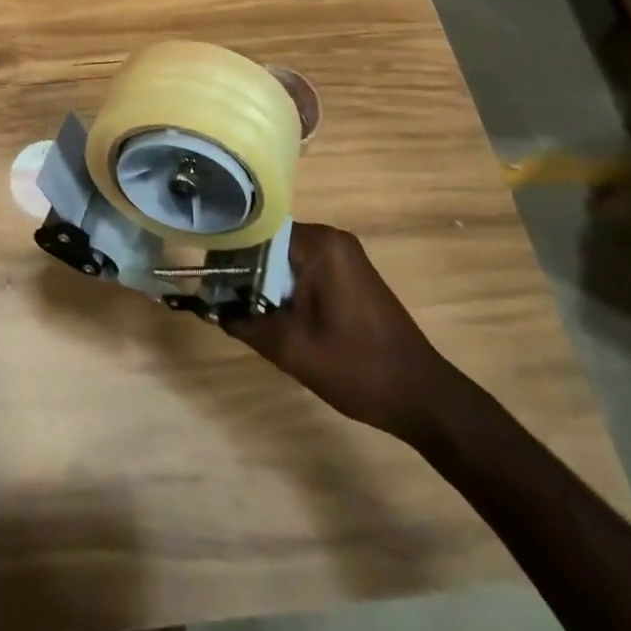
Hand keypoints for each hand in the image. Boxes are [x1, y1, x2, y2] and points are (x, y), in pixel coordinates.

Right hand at [223, 222, 460, 444]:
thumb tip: (209, 307)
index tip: (208, 279)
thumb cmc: (356, 367)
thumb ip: (244, 322)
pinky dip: (288, 288)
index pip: (258, 232)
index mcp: (319, 244)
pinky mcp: (351, 274)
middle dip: (247, 272)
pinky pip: (307, 269)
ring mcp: (345, 255)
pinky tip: (279, 315)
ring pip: (287, 258)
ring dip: (267, 283)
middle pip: (272, 243)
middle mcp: (332, 238)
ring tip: (246, 310)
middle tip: (224, 300)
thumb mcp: (290, 348)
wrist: (422, 397)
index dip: (229, 255)